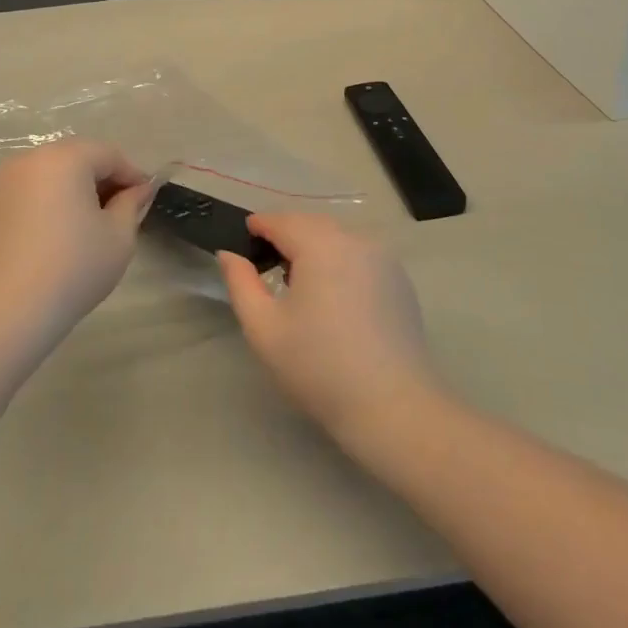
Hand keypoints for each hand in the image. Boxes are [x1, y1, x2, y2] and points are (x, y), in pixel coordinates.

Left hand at [0, 141, 153, 346]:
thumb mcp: (118, 236)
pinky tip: (58, 233)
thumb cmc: (73, 267)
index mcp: (65, 158)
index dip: (132, 175)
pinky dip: (48, 202)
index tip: (146, 199)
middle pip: (77, 158)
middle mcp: (31, 159)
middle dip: (102, 179)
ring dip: (74, 190)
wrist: (7, 311)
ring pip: (51, 174)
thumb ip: (131, 204)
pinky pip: (29, 192)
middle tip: (121, 210)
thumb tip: (138, 190)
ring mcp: (4, 182)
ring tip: (90, 223)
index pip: (109, 155)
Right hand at [217, 214, 437, 450]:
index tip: (242, 242)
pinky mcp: (399, 278)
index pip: (280, 220)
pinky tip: (332, 297)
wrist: (392, 407)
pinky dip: (339, 260)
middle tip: (265, 266)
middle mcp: (354, 239)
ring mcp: (382, 257)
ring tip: (297, 283)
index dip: (257, 227)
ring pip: (336, 237)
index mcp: (320, 244)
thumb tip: (229, 253)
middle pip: (310, 223)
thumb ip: (240, 283)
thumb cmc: (319, 367)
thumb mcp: (264, 329)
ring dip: (313, 247)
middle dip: (285, 235)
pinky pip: (358, 254)